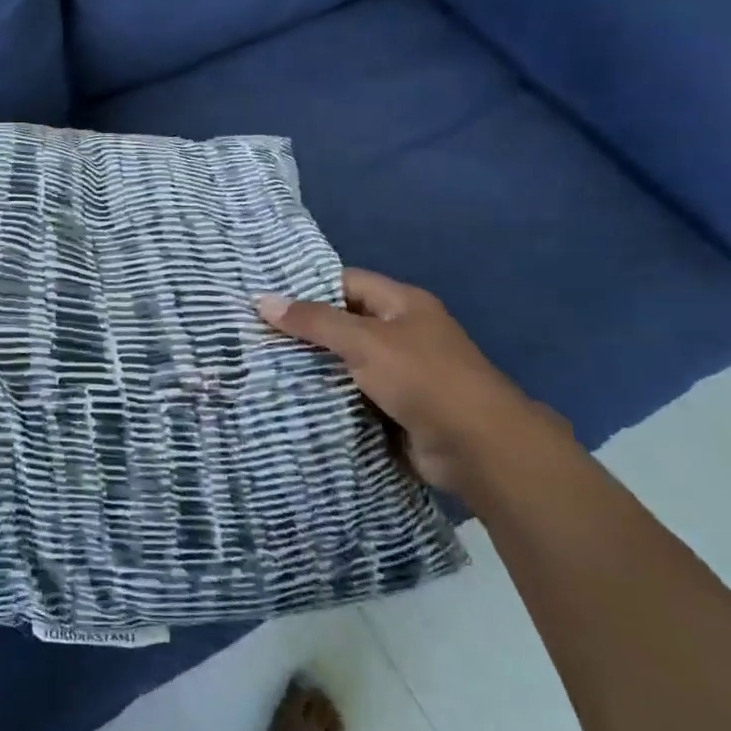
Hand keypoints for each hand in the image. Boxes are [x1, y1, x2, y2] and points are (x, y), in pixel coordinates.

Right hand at [255, 269, 567, 496]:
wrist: (478, 448)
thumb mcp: (365, 341)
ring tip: (259, 362)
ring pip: (343, 360)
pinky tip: (288, 394)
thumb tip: (262, 300)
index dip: (306, 286)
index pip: (346, 282)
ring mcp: (399, 372)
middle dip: (302, 329)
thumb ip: (314, 322)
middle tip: (252, 331)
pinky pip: (351, 392)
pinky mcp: (394, 407)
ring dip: (311, 365)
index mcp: (403, 304)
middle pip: (342, 322)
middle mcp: (402, 332)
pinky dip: (325, 394)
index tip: (265, 296)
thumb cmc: (424, 379)